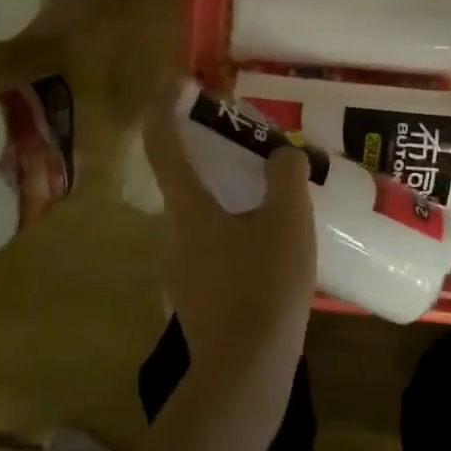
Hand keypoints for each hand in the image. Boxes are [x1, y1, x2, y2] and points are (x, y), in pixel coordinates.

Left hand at [142, 88, 316, 378]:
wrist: (246, 370)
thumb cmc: (265, 284)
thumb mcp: (288, 220)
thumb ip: (286, 175)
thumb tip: (282, 154)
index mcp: (187, 206)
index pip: (162, 141)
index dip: (165, 104)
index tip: (181, 80)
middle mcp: (173, 231)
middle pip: (182, 178)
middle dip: (208, 152)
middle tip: (248, 142)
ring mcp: (180, 267)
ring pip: (199, 214)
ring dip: (225, 194)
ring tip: (270, 194)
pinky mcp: (195, 295)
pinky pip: (210, 245)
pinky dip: (232, 229)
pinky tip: (269, 244)